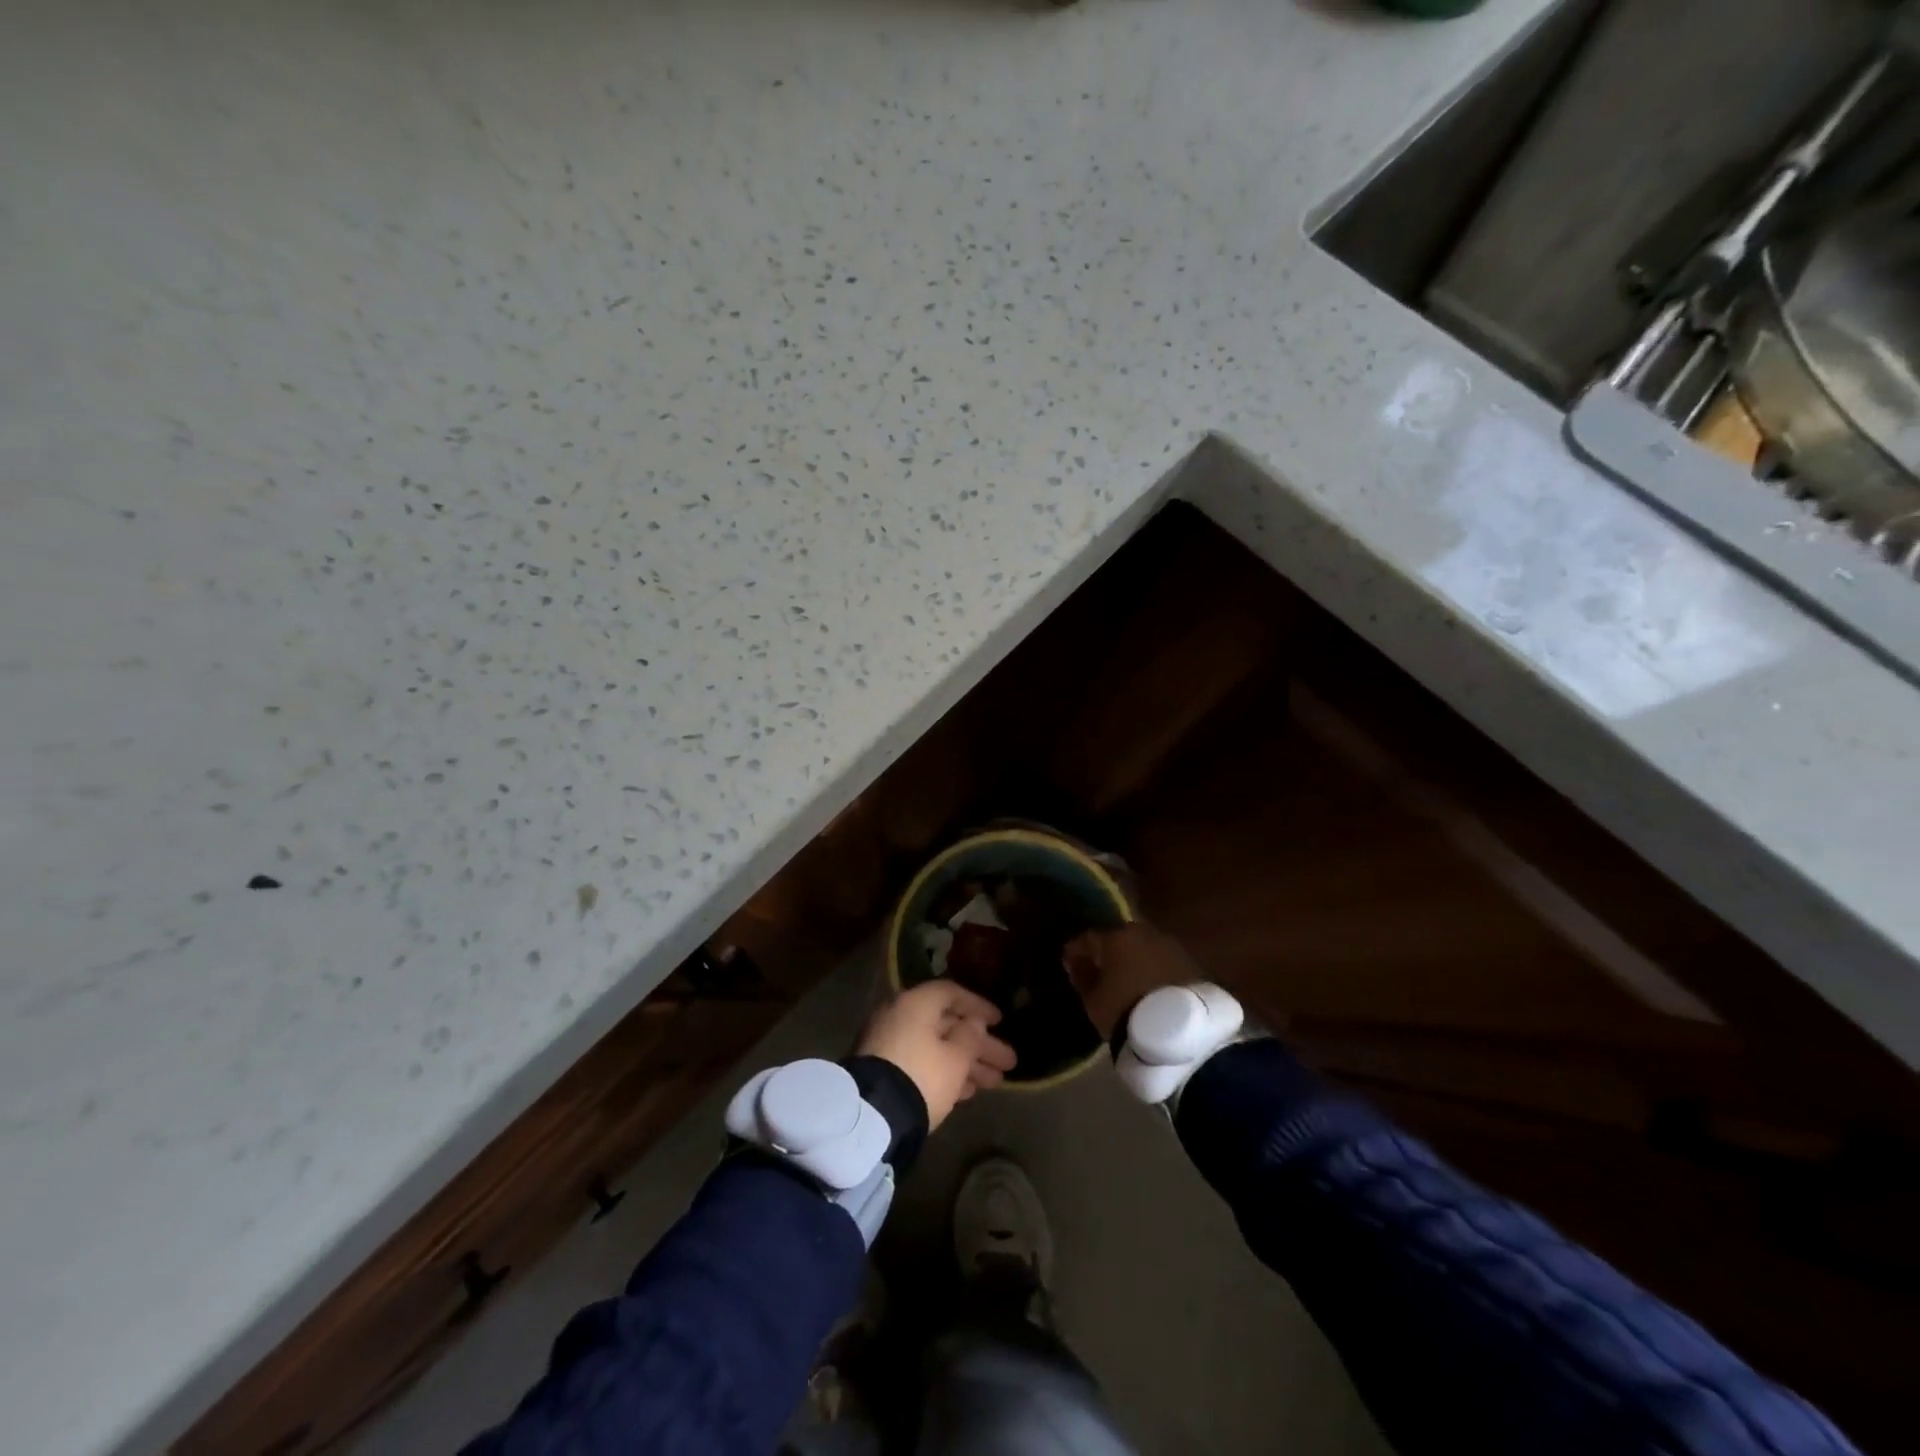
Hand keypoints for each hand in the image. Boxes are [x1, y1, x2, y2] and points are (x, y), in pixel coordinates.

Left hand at [856, 981, 1017, 1130]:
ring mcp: (888, 1044)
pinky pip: (921, 1062)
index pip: (951, 994)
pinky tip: (967, 1092)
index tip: (1000, 1022)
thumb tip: (974, 1023)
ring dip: (966, 1062)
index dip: (978, 1006)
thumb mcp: (956, 1058)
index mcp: (915, 1003)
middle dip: (979, 1045)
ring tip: (995, 1082)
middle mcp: (899, 1016)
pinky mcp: (883, 1070)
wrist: (872, 1117)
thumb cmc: (922, 1076)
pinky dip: (943, 1072)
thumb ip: (970, 1036)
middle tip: (1008, 1062)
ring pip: (935, 1047)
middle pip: (946, 1025)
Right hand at [1062, 923, 1204, 1039]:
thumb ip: (1082, 976)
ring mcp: (1171, 946)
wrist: (1181, 1032)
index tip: (1069, 962)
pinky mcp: (1192, 963)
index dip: (1076, 950)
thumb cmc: (1125, 1011)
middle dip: (1109, 951)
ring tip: (1127, 978)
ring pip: (1144, 947)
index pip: (1088, 938)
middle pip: (1119, 938)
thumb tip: (1076, 961)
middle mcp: (1144, 933)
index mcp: (1116, 936)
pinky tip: (1149, 985)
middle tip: (1100, 968)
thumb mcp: (1093, 1000)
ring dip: (1134, 959)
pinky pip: (1163, 961)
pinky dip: (1153, 969)